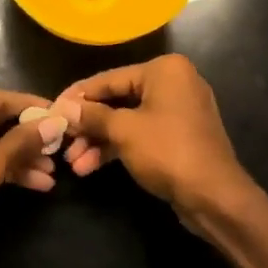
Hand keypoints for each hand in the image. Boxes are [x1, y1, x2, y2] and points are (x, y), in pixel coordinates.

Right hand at [53, 55, 262, 232]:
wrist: (215, 197)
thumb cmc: (168, 151)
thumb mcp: (124, 131)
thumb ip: (92, 116)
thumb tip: (62, 108)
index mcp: (164, 70)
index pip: (110, 78)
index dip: (78, 96)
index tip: (52, 109)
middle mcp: (173, 83)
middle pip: (118, 100)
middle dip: (88, 125)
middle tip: (61, 141)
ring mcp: (177, 111)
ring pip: (127, 120)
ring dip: (99, 141)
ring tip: (72, 163)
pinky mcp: (178, 137)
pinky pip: (140, 135)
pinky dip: (117, 148)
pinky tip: (90, 166)